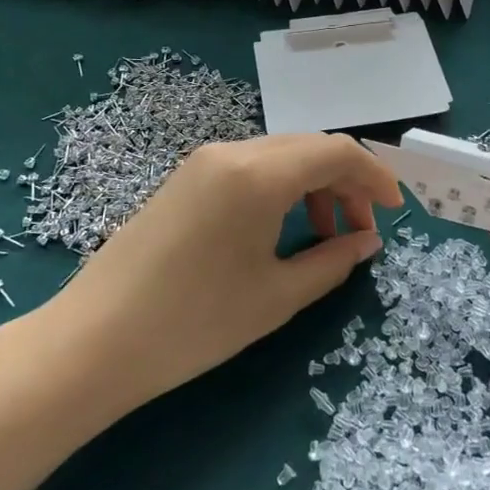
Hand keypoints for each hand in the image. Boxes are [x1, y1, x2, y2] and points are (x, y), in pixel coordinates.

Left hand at [50, 134, 400, 409]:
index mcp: (258, 173)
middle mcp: (231, 151)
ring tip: (324, 237)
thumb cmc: (194, 323)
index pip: (336, 152)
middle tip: (362, 231)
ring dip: (313, 186)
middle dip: (346, 183)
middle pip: (308, 148)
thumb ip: (332, 261)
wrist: (93, 342)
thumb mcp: (276, 296)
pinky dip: (280, 189)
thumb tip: (368, 241)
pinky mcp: (184, 179)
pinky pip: (249, 169)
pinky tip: (280, 230)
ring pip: (279, 156)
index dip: (375, 176)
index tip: (396, 211)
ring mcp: (202, 162)